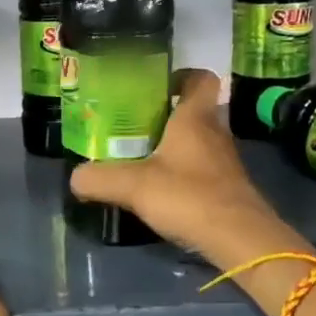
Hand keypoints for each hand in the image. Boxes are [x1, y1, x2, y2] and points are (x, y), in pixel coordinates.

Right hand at [68, 68, 298, 266]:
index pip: (200, 79)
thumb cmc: (189, 197)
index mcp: (195, 119)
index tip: (157, 86)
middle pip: (196, 111)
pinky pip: (204, 168)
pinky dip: (185, 172)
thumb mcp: (133, 186)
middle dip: (169, 114)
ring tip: (143, 157)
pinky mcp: (228, 188)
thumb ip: (100, 179)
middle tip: (136, 124)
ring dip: (176, 145)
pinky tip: (163, 188)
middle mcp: (215, 133)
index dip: (182, 76)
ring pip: (200, 141)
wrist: (240, 240)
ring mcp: (226, 162)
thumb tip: (75, 177)